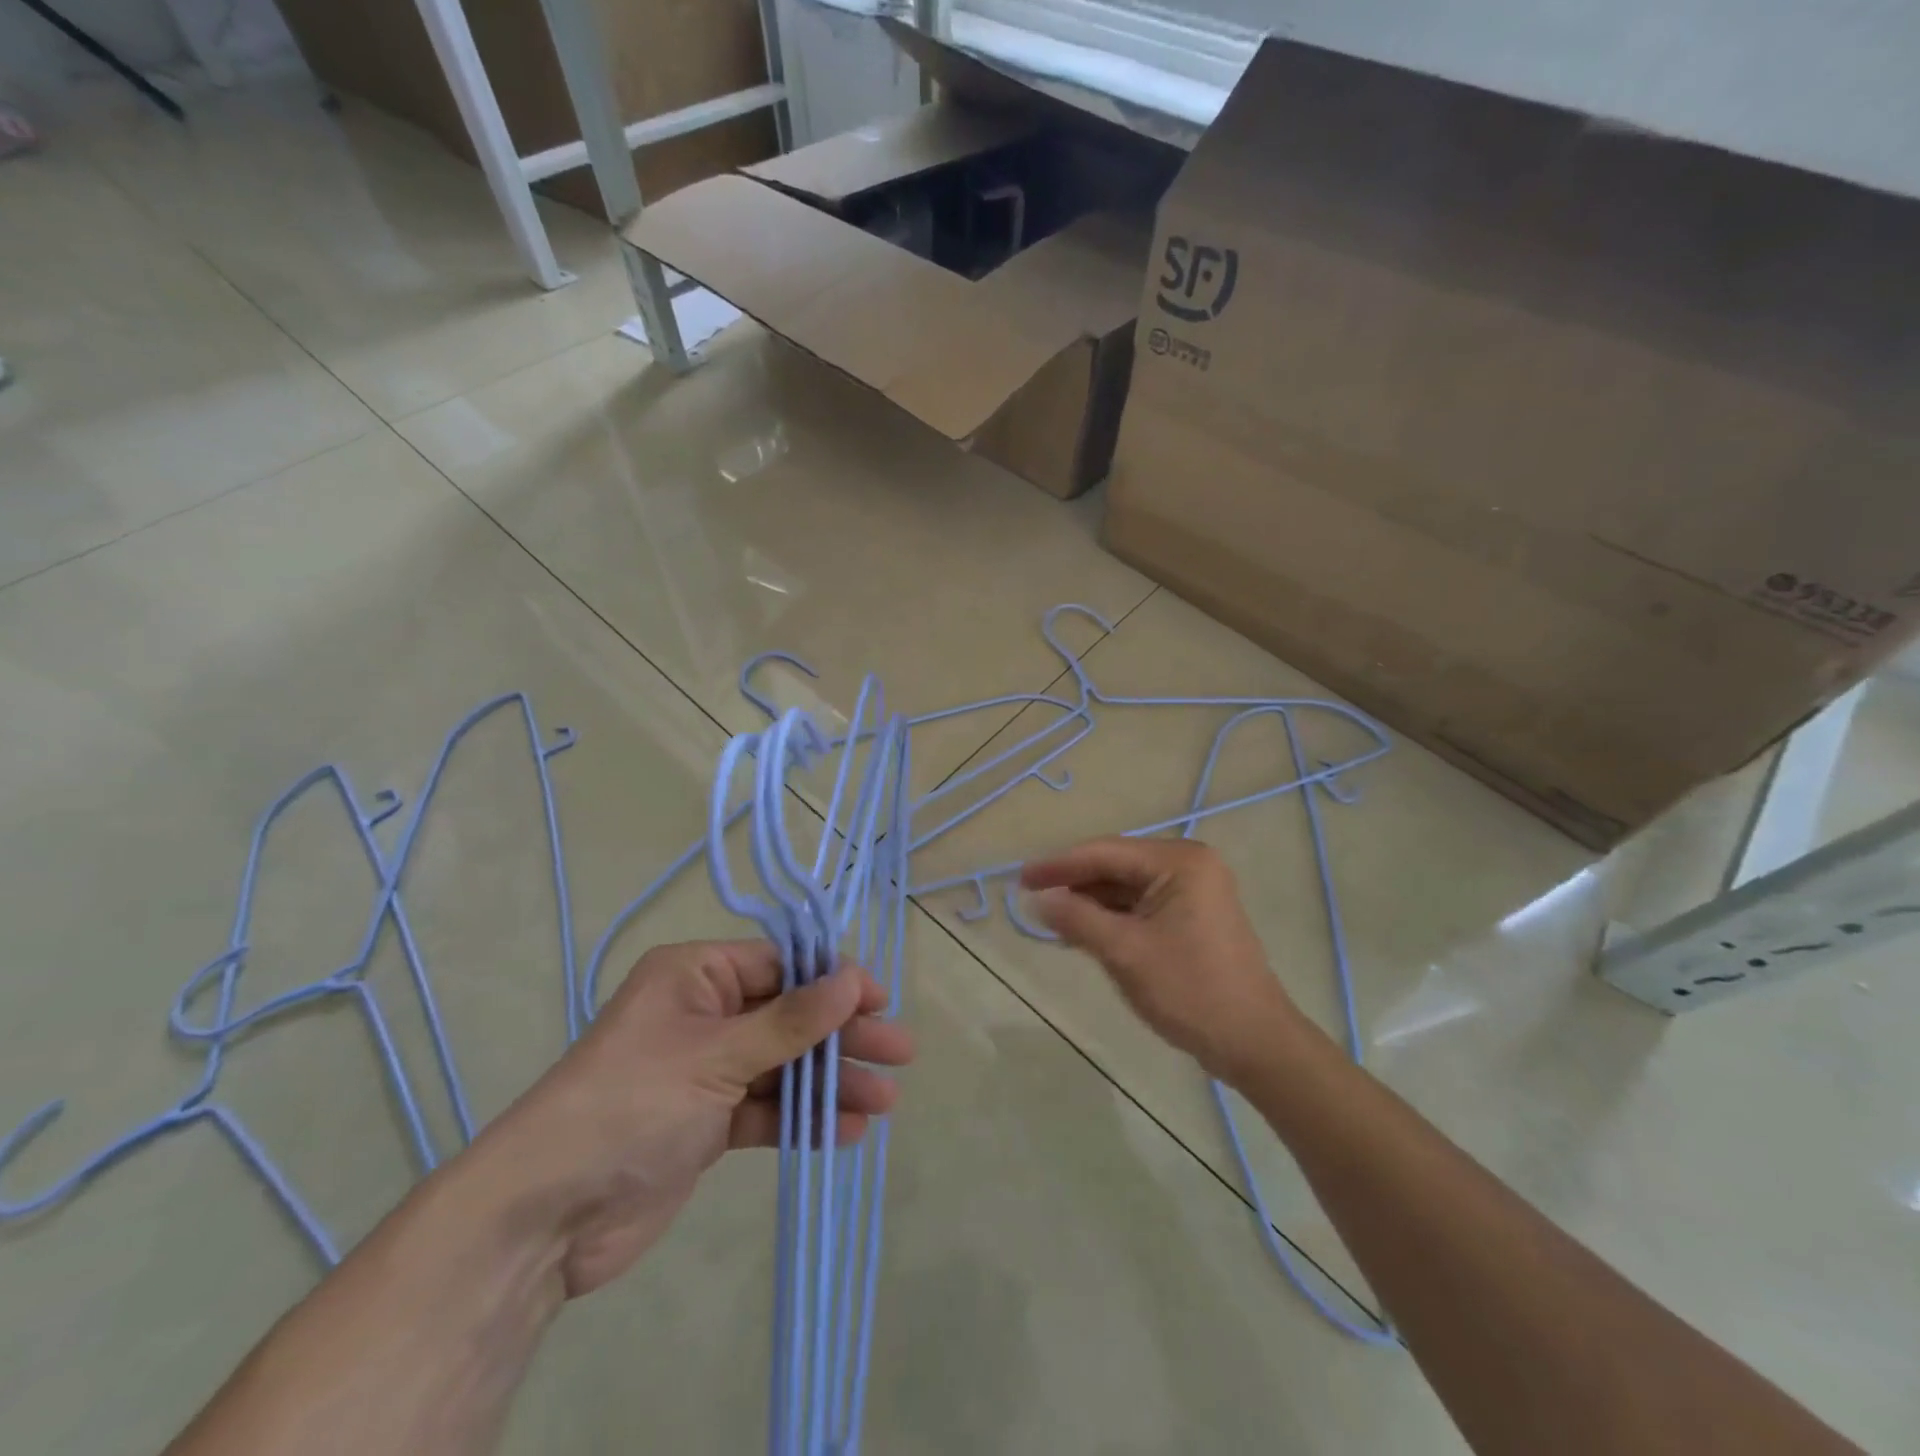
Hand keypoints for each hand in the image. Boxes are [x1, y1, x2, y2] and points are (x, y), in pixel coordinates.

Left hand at [482, 940, 912, 1299]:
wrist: (545, 1217)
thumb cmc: (631, 1104)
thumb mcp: (717, 1054)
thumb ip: (791, 1021)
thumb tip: (853, 978)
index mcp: (694, 976)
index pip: (779, 965)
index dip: (833, 980)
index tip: (880, 1000)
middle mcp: (702, 1015)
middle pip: (789, 1016)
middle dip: (842, 1036)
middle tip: (900, 1053)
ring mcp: (705, 1071)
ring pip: (783, 1065)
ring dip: (831, 1081)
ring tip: (885, 1101)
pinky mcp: (706, 1123)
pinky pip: (766, 1110)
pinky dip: (803, 1119)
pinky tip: (845, 1132)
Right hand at [1021, 838, 1301, 1083]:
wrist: (1253, 1042)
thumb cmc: (1189, 990)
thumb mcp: (1124, 952)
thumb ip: (1077, 919)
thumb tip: (1038, 900)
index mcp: (1179, 861)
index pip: (1105, 852)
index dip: (1059, 865)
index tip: (1020, 878)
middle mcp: (1189, 865)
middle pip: (1115, 866)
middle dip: (1074, 883)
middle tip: (1031, 896)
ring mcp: (1194, 890)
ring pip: (1126, 887)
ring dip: (1090, 902)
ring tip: (1050, 917)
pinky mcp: (1192, 916)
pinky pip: (1141, 906)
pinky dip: (1112, 917)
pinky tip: (1083, 931)